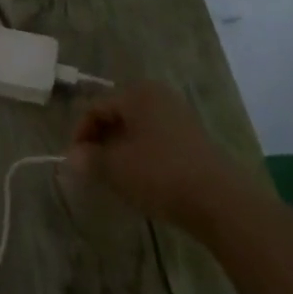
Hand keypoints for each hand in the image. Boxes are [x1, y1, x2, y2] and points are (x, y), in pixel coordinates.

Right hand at [66, 83, 239, 230]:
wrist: (220, 200)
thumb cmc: (160, 174)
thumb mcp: (116, 168)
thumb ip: (89, 159)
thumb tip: (72, 158)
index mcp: (137, 93)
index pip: (96, 107)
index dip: (80, 133)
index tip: (75, 162)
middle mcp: (158, 96)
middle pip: (118, 115)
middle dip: (101, 141)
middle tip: (92, 168)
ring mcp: (179, 116)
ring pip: (138, 129)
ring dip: (121, 149)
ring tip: (114, 176)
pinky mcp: (194, 138)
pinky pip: (156, 140)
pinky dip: (142, 155)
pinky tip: (141, 178)